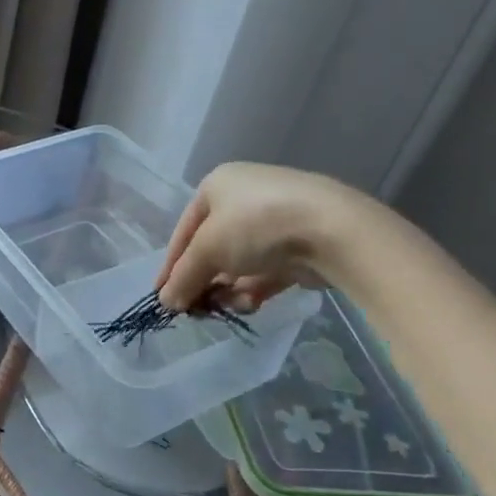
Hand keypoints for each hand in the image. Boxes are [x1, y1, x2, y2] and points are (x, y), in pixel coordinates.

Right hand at [156, 163, 367, 310]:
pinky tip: (252, 304)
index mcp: (217, 185)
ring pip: (240, 262)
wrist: (333, 230)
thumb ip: (183, 277)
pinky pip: (267, 269)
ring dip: (230, 289)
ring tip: (231, 306)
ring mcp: (275, 220)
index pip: (184, 230)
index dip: (171, 265)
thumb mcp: (207, 250)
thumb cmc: (256, 226)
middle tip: (197, 309)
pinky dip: (255, 288)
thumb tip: (167, 302)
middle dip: (204, 281)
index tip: (162, 297)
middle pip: (212, 247)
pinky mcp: (300, 244)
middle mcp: (244, 197)